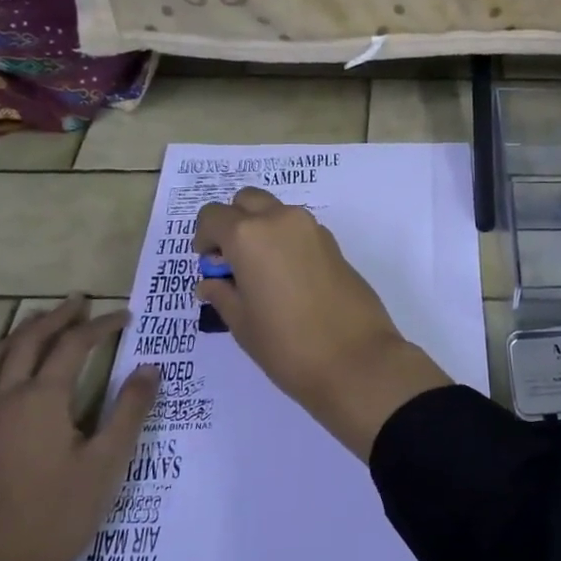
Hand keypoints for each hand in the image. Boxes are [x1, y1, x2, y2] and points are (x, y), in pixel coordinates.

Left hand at [0, 296, 157, 560]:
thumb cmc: (60, 515)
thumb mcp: (108, 462)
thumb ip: (130, 410)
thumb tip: (150, 367)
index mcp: (43, 401)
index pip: (74, 347)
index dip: (101, 326)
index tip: (124, 317)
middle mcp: (3, 402)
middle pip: (27, 345)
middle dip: (55, 319)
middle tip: (78, 303)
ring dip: (12, 338)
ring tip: (33, 324)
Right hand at [193, 188, 448, 457]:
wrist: (356, 359)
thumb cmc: (287, 345)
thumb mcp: (242, 323)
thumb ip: (222, 294)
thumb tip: (211, 282)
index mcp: (249, 235)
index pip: (213, 215)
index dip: (204, 237)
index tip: (208, 265)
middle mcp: (281, 220)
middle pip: (248, 201)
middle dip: (234, 222)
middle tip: (231, 262)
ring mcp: (313, 229)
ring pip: (277, 212)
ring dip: (262, 229)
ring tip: (260, 274)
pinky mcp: (335, 244)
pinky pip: (299, 229)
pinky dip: (286, 241)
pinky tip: (287, 280)